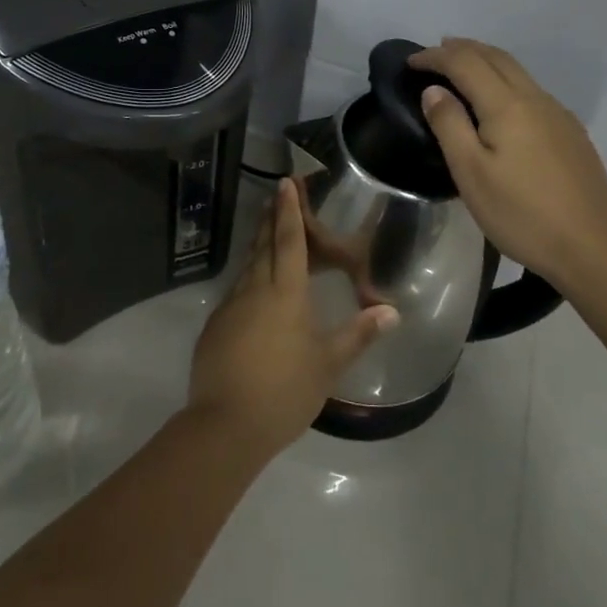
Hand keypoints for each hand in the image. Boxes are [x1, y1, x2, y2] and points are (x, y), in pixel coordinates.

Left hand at [187, 179, 398, 458]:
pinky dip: (248, 277)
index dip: (289, 210)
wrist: (225, 425)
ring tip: (268, 231)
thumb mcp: (328, 364)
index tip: (285, 182)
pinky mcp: (215, 327)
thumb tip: (391, 310)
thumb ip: (358, 334)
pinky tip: (253, 287)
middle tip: (276, 195)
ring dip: (259, 244)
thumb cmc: (284, 391)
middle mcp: (254, 290)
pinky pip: (236, 290)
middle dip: (272, 218)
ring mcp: (230, 307)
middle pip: (264, 245)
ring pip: (248, 266)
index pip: (289, 241)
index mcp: (284, 294)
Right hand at [409, 38, 606, 289]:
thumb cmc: (521, 214)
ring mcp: (559, 115)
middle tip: (435, 52)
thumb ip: (450, 125)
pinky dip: (506, 80)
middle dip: (463, 48)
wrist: (591, 248)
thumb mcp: (471, 173)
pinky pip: (532, 90)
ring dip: (486, 61)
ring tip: (462, 69)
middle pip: (496, 57)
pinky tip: (500, 102)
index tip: (411, 62)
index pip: (465, 63)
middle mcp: (536, 99)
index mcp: (507, 105)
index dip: (435, 57)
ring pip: (518, 72)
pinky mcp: (572, 133)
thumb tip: (434, 90)